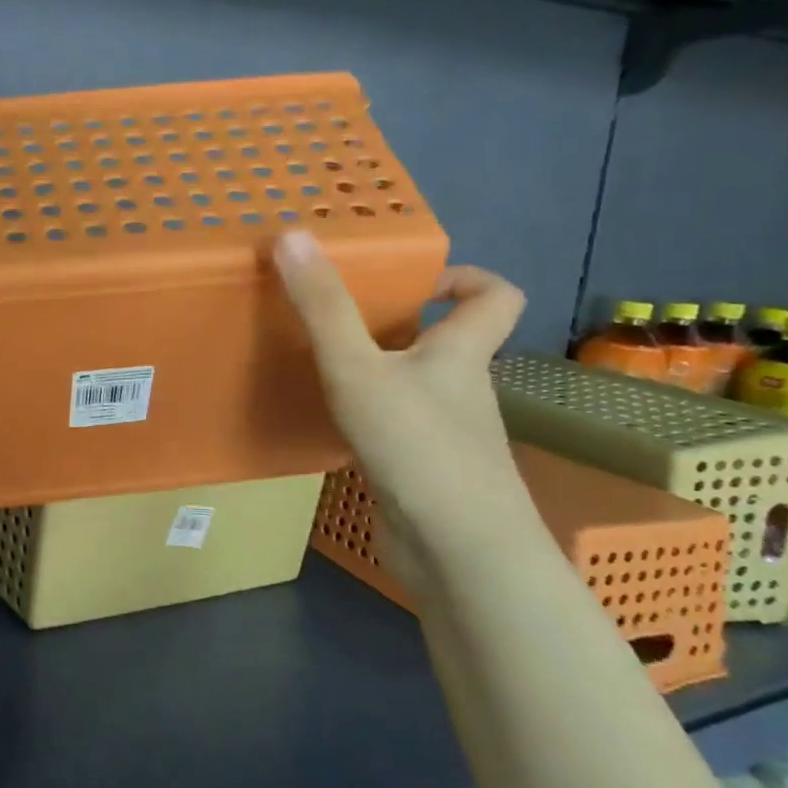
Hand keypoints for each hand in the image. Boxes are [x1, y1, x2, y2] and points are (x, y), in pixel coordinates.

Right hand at [273, 229, 532, 584]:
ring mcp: (446, 435)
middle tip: (339, 320)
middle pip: (445, 342)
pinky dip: (369, 418)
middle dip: (398, 326)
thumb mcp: (357, 368)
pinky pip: (397, 428)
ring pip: (416, 388)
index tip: (413, 281)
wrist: (458, 552)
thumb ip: (323, 306)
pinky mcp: (424, 472)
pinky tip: (329, 426)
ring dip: (377, 373)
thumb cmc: (418, 446)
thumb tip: (292, 235)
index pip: (495, 296)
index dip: (464, 278)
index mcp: (461, 354)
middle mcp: (462, 389)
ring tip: (321, 368)